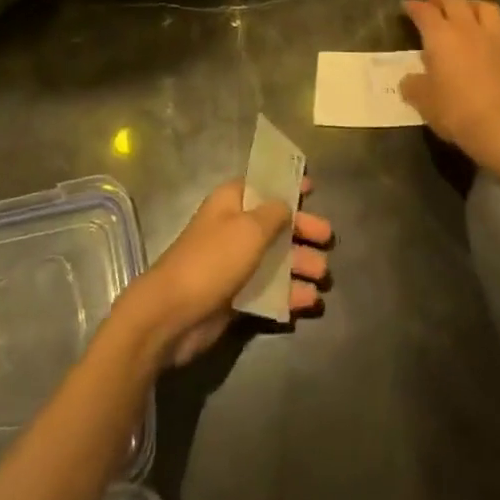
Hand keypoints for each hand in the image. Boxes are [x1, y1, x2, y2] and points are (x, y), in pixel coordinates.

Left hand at [116, 178, 331, 368]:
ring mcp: (235, 263)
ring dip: (300, 265)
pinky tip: (309, 301)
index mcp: (232, 201)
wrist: (172, 314)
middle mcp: (234, 227)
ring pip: (275, 259)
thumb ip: (274, 214)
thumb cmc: (213, 260)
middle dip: (302, 230)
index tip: (313, 187)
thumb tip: (287, 203)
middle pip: (275, 223)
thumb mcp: (249, 229)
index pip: (263, 184)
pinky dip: (289, 293)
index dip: (287, 184)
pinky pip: (269, 289)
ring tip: (322, 277)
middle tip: (327, 239)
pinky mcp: (236, 295)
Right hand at [400, 0, 499, 169]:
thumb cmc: (457, 112)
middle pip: (454, 1)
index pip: (424, 11)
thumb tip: (410, 80)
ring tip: (466, 13)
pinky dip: (494, 33)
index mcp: (441, 36)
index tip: (407, 6)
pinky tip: (491, 44)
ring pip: (484, 7)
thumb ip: (413, 85)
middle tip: (433, 3)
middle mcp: (468, 29)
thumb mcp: (424, 102)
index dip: (413, 6)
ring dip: (471, 5)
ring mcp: (496, 38)